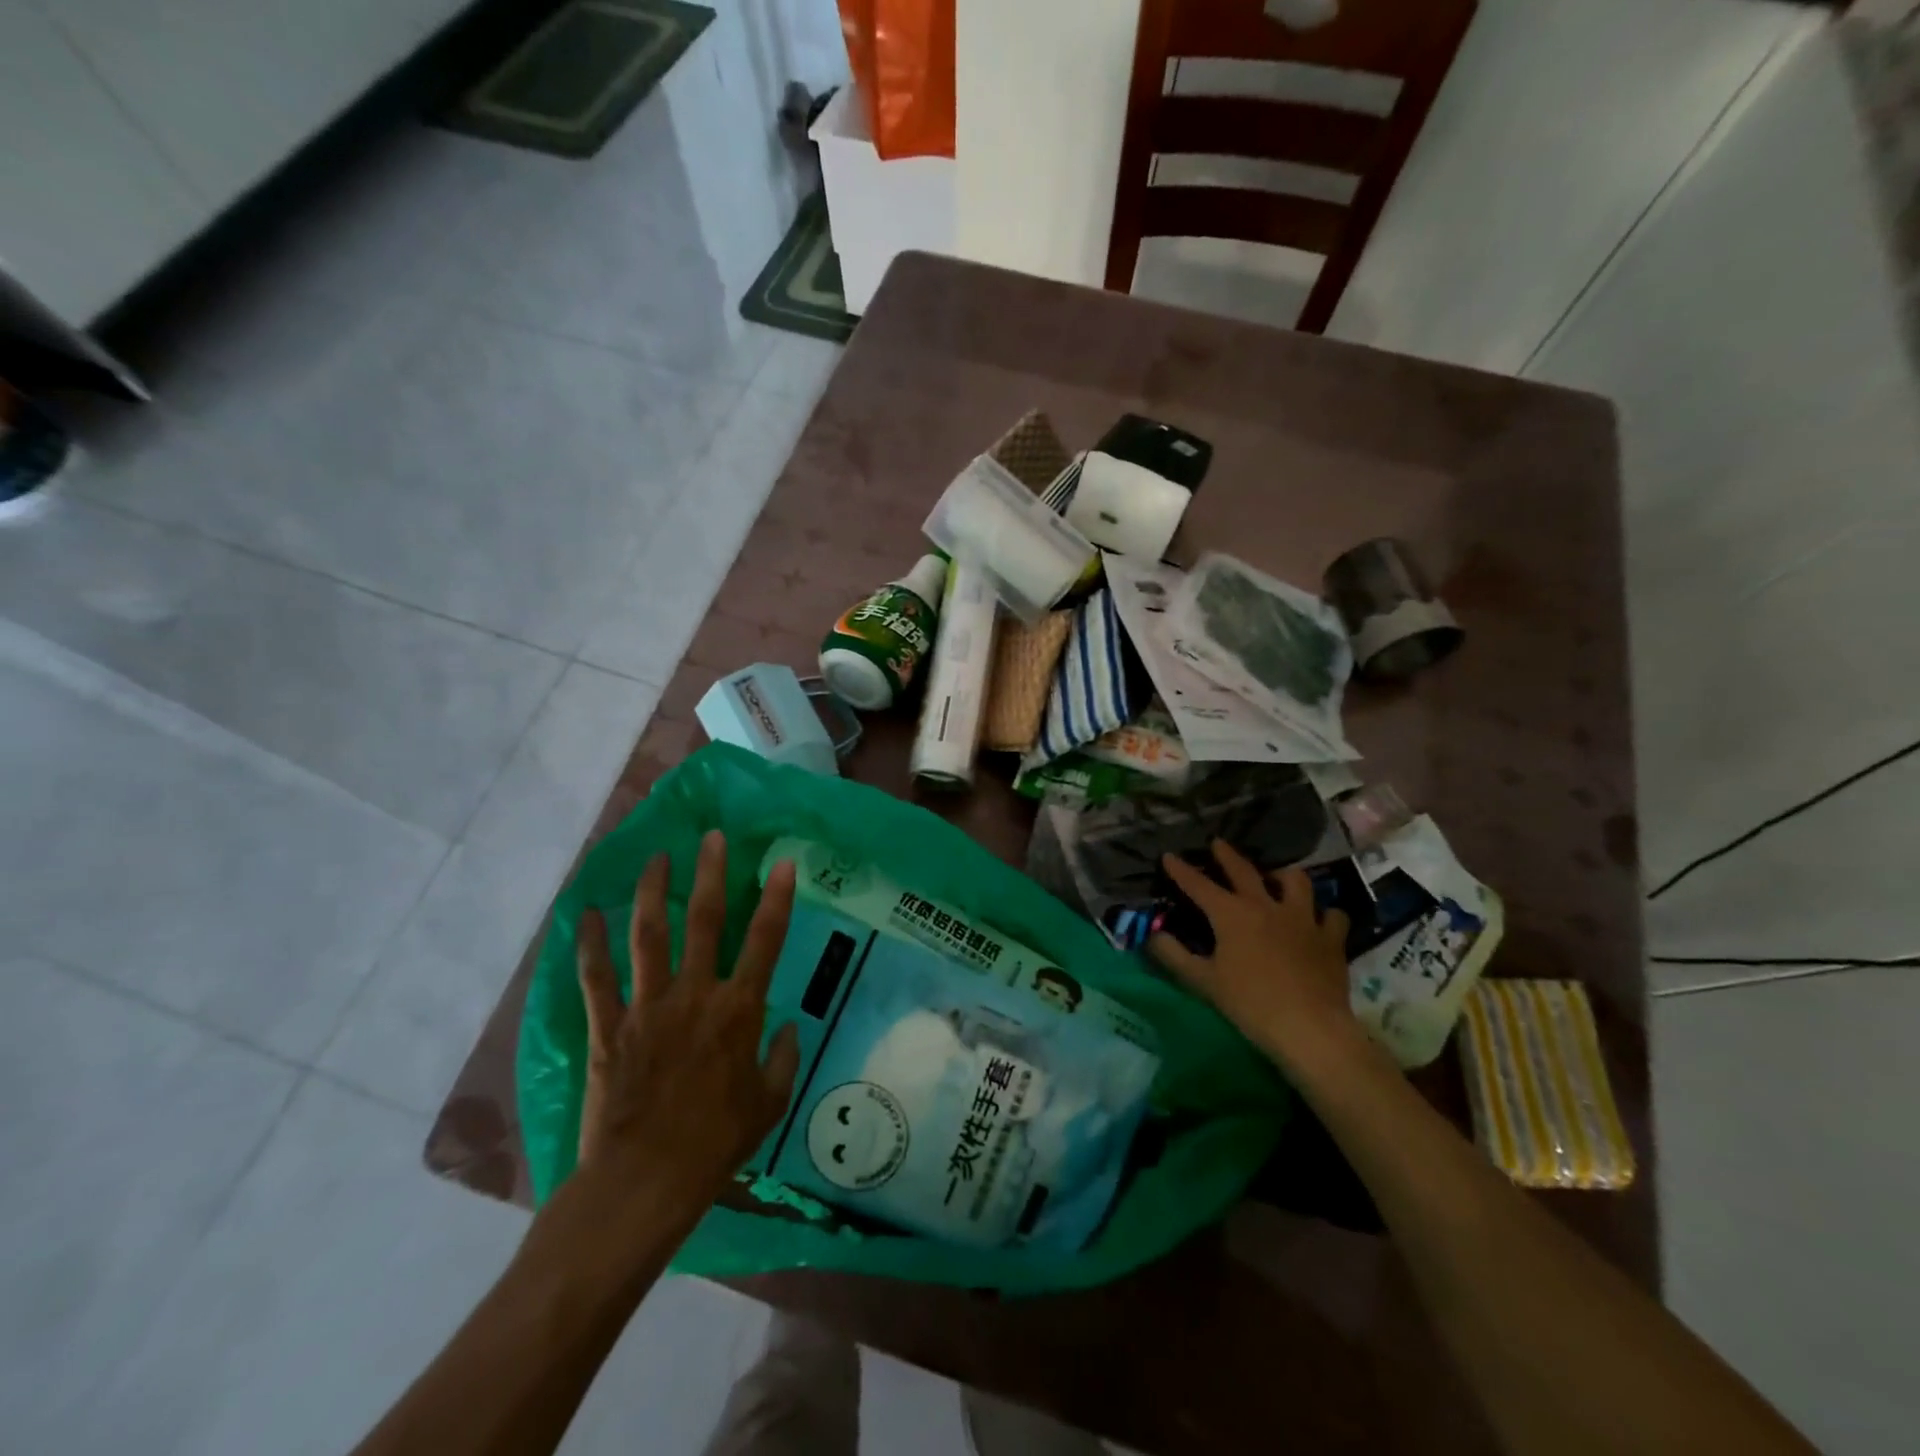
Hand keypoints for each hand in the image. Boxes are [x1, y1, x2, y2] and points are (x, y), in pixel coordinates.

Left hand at [575, 831, 801, 1214]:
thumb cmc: (715, 1144)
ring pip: (649, 935)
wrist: (643, 1182)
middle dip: (711, 874)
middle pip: (704, 921)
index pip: (765, 941)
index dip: (777, 899)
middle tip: (711, 837)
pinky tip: (587, 913)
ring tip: (657, 857)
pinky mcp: (609, 1026)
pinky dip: (590, 944)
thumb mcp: (768, 1105)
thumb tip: (789, 1027)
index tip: (782, 863)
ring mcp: (648, 1006)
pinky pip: (596, 977)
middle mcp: (695, 995)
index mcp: (738, 1010)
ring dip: (653, 891)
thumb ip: (784, 1059)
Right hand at [1149, 840, 1360, 1074]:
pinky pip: (1332, 916)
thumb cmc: (1249, 1003)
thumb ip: (1174, 955)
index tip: (1169, 856)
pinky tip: (1321, 920)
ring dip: (1283, 876)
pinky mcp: (1331, 938)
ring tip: (1277, 878)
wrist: (1309, 1027)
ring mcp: (1303, 919)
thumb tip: (1153, 935)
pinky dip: (1325, 914)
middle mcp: (1266, 906)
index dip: (1181, 870)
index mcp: (1231, 914)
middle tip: (1218, 843)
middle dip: (1227, 855)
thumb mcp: (1203, 982)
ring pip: (1295, 881)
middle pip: (1244, 871)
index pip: (1199, 885)